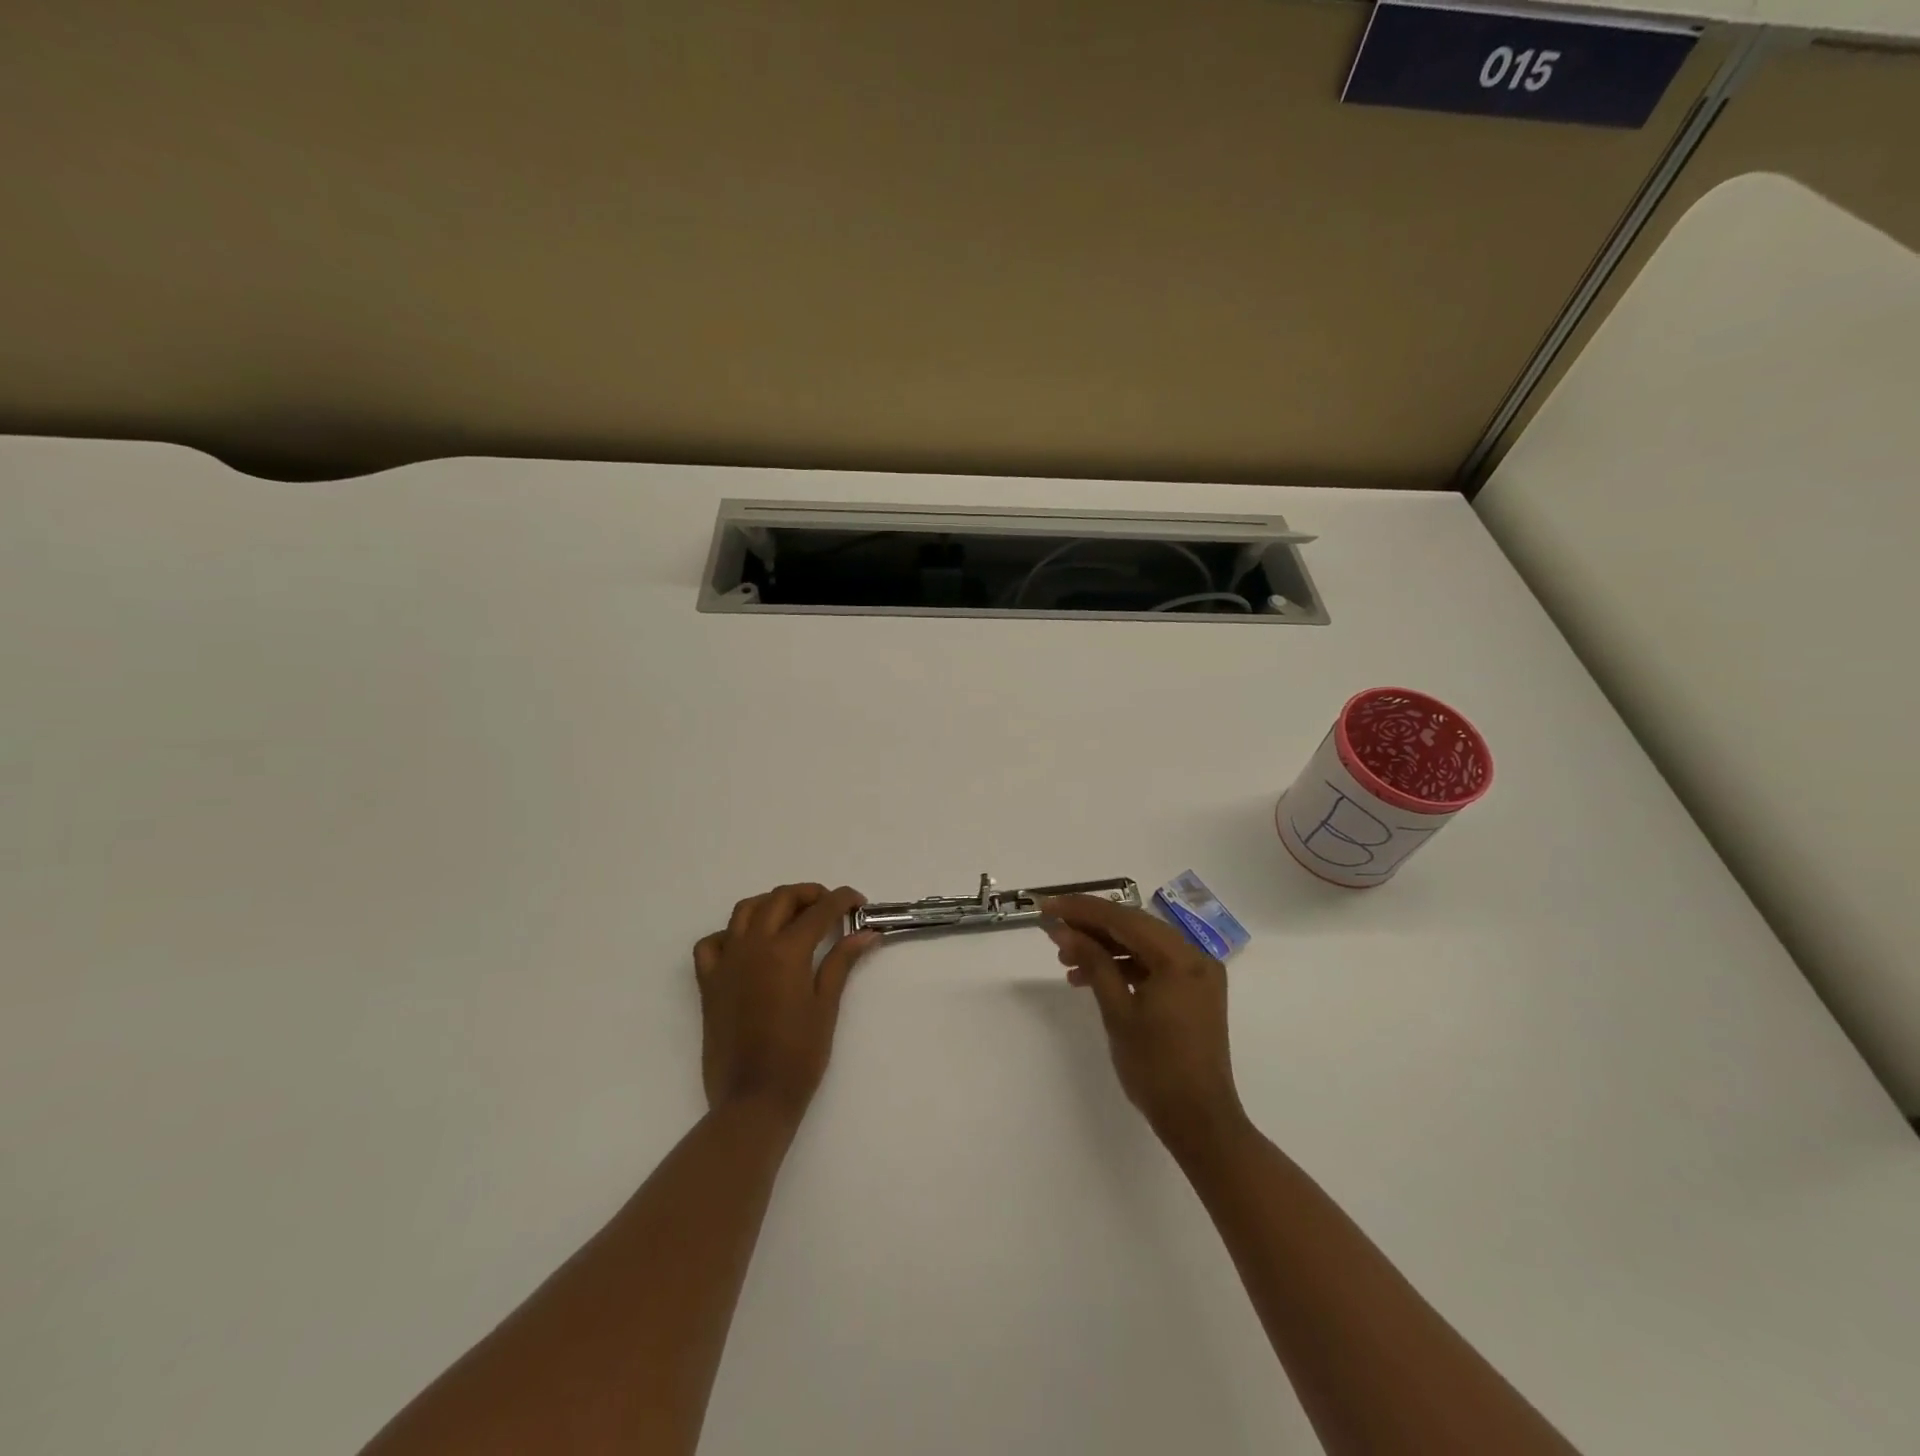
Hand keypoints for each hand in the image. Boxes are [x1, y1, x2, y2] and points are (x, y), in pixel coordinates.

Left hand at [693, 884, 878, 1118]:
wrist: (752, 1100)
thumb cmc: (798, 1056)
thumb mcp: (826, 1006)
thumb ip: (841, 962)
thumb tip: (866, 933)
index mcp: (786, 951)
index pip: (820, 911)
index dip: (843, 900)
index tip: (859, 902)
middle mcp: (753, 946)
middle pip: (781, 899)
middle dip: (809, 894)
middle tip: (830, 907)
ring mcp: (726, 962)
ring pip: (745, 910)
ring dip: (771, 904)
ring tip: (792, 917)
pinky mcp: (708, 982)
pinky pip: (712, 942)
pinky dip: (731, 934)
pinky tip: (748, 946)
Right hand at [1043, 894, 1245, 1150]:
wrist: (1200, 1122)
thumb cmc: (1156, 1068)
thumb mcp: (1118, 1012)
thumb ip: (1093, 963)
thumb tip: (1064, 930)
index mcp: (1180, 958)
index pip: (1124, 919)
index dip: (1082, 909)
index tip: (1046, 906)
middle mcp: (1195, 956)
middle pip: (1134, 927)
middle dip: (1091, 926)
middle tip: (1052, 930)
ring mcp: (1197, 974)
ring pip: (1142, 945)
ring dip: (1104, 948)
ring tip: (1065, 960)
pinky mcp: (1192, 991)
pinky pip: (1153, 965)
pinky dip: (1122, 967)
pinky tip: (1090, 977)